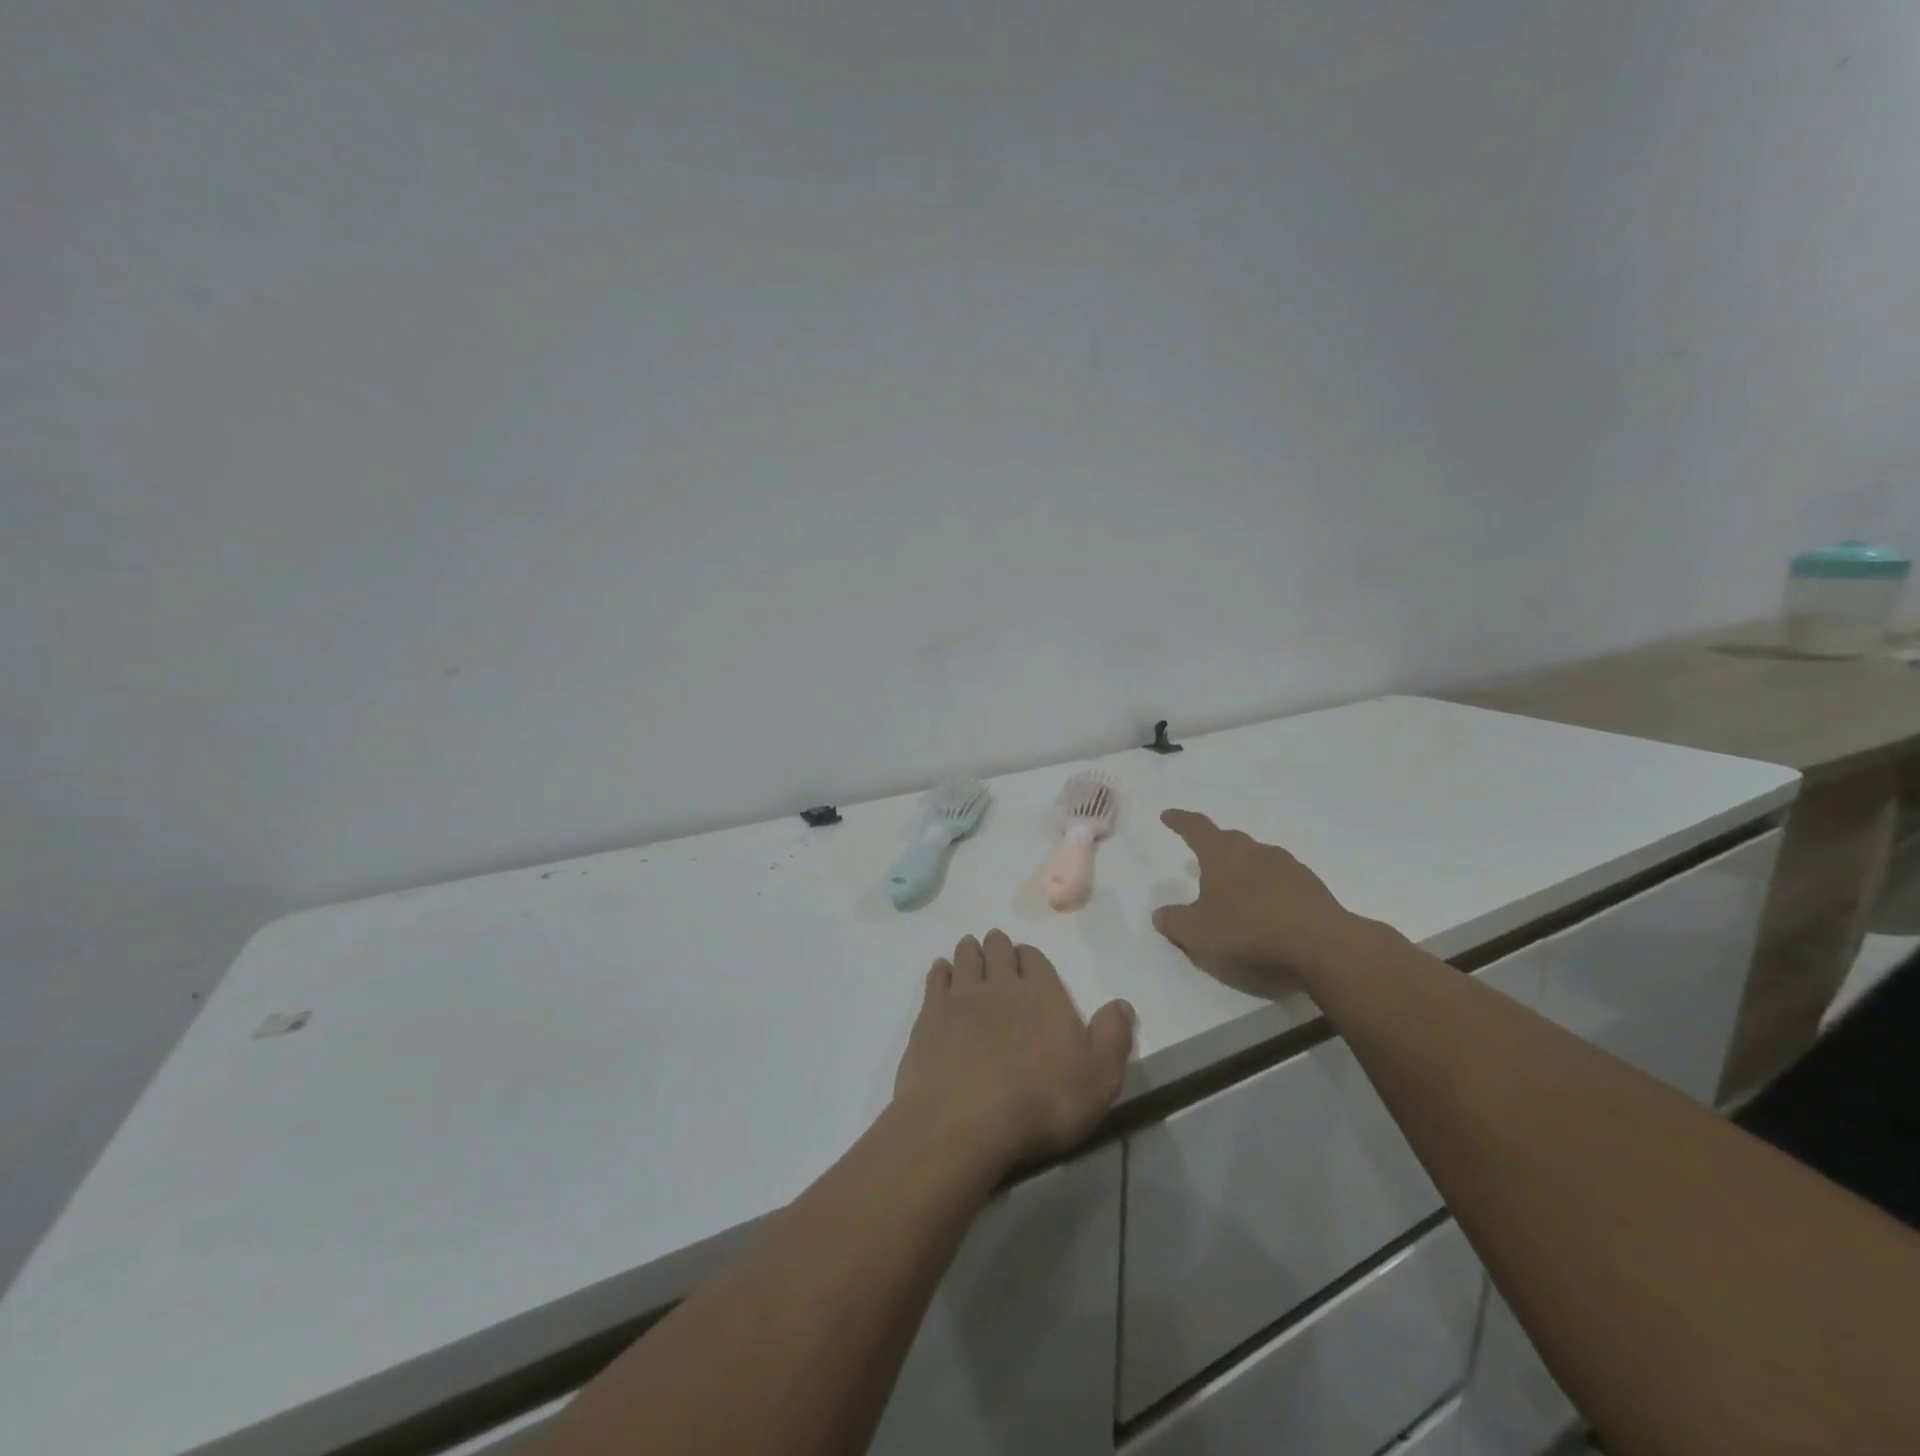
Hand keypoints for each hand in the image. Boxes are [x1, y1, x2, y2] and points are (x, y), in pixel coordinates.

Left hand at [894, 930, 1134, 1173]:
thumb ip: (1112, 1036)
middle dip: (998, 946)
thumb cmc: (1042, 1099)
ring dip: (969, 951)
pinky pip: (936, 982)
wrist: (967, 1118)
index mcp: (1043, 993)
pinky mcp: (930, 1017)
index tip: (1026, 956)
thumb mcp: (1099, 1076)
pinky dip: (939, 972)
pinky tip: (940, 970)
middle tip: (995, 941)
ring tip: (969, 945)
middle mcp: (1001, 985)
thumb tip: (1122, 1004)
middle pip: (999, 953)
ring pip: (966, 960)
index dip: (1031, 957)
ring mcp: (962, 997)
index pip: (1036, 960)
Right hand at [1152, 809, 1360, 990]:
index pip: (1196, 829)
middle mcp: (1254, 851)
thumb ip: (1175, 922)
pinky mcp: (1311, 887)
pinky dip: (1269, 889)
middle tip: (1203, 858)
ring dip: (1244, 869)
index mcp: (1222, 855)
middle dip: (1215, 845)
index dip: (1180, 821)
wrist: (1322, 945)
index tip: (1168, 815)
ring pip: (1258, 859)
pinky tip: (1267, 911)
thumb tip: (1160, 914)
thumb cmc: (1248, 931)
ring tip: (1236, 891)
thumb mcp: (1198, 934)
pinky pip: (1281, 881)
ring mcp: (1287, 867)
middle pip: (1230, 840)